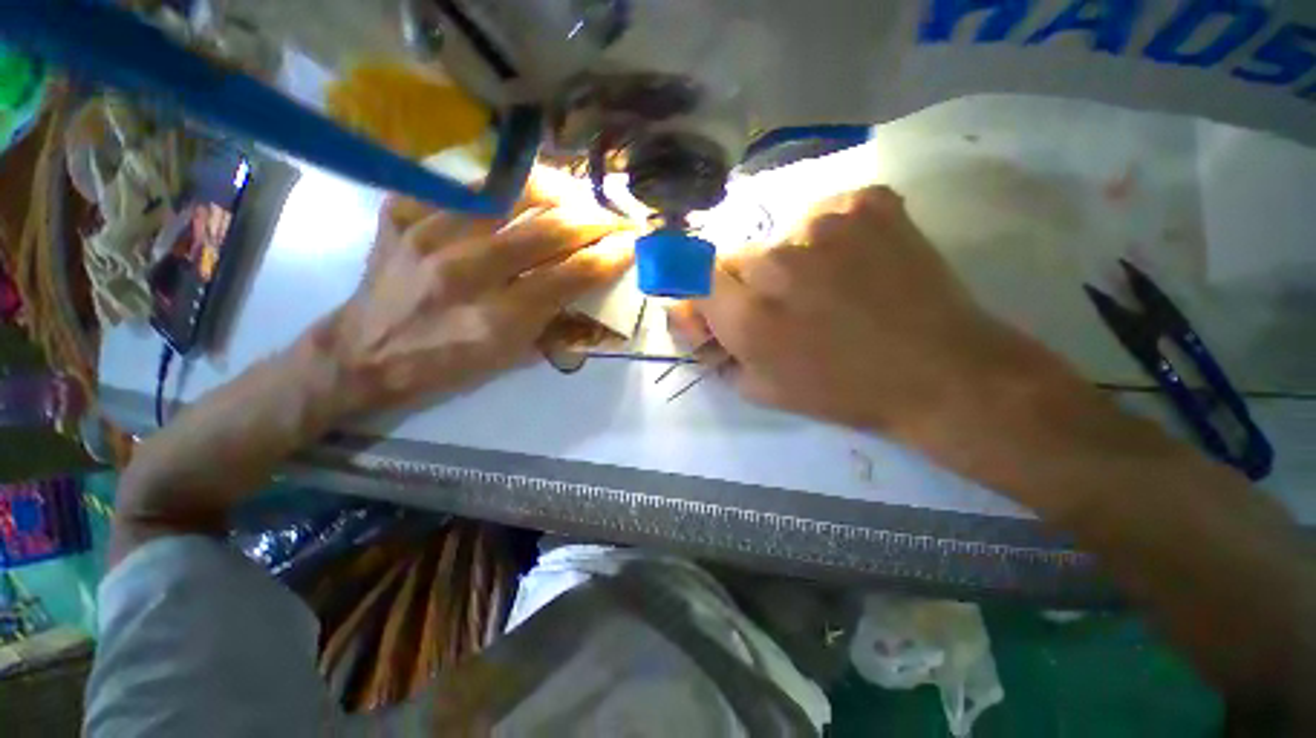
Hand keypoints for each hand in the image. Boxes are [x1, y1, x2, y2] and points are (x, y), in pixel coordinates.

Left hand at [323, 184, 631, 414]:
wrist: (365, 353)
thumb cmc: (447, 365)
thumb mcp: (510, 359)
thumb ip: (556, 324)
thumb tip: (592, 292)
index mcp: (499, 319)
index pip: (570, 276)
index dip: (608, 257)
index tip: (629, 245)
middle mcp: (466, 272)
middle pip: (547, 231)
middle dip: (592, 220)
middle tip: (610, 217)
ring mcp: (428, 234)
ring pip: (508, 192)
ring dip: (554, 191)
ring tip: (573, 195)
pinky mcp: (401, 213)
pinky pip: (463, 183)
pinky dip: (499, 183)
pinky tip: (517, 190)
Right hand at [669, 186, 1080, 459]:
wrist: (938, 371)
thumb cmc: (841, 391)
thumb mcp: (760, 388)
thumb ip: (712, 350)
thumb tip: (686, 312)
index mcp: (748, 315)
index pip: (694, 278)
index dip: (707, 293)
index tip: (722, 306)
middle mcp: (775, 262)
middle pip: (736, 257)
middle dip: (748, 283)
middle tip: (785, 306)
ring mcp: (823, 223)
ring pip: (779, 236)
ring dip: (789, 261)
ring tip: (827, 288)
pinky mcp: (866, 201)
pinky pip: (825, 214)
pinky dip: (830, 237)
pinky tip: (855, 263)